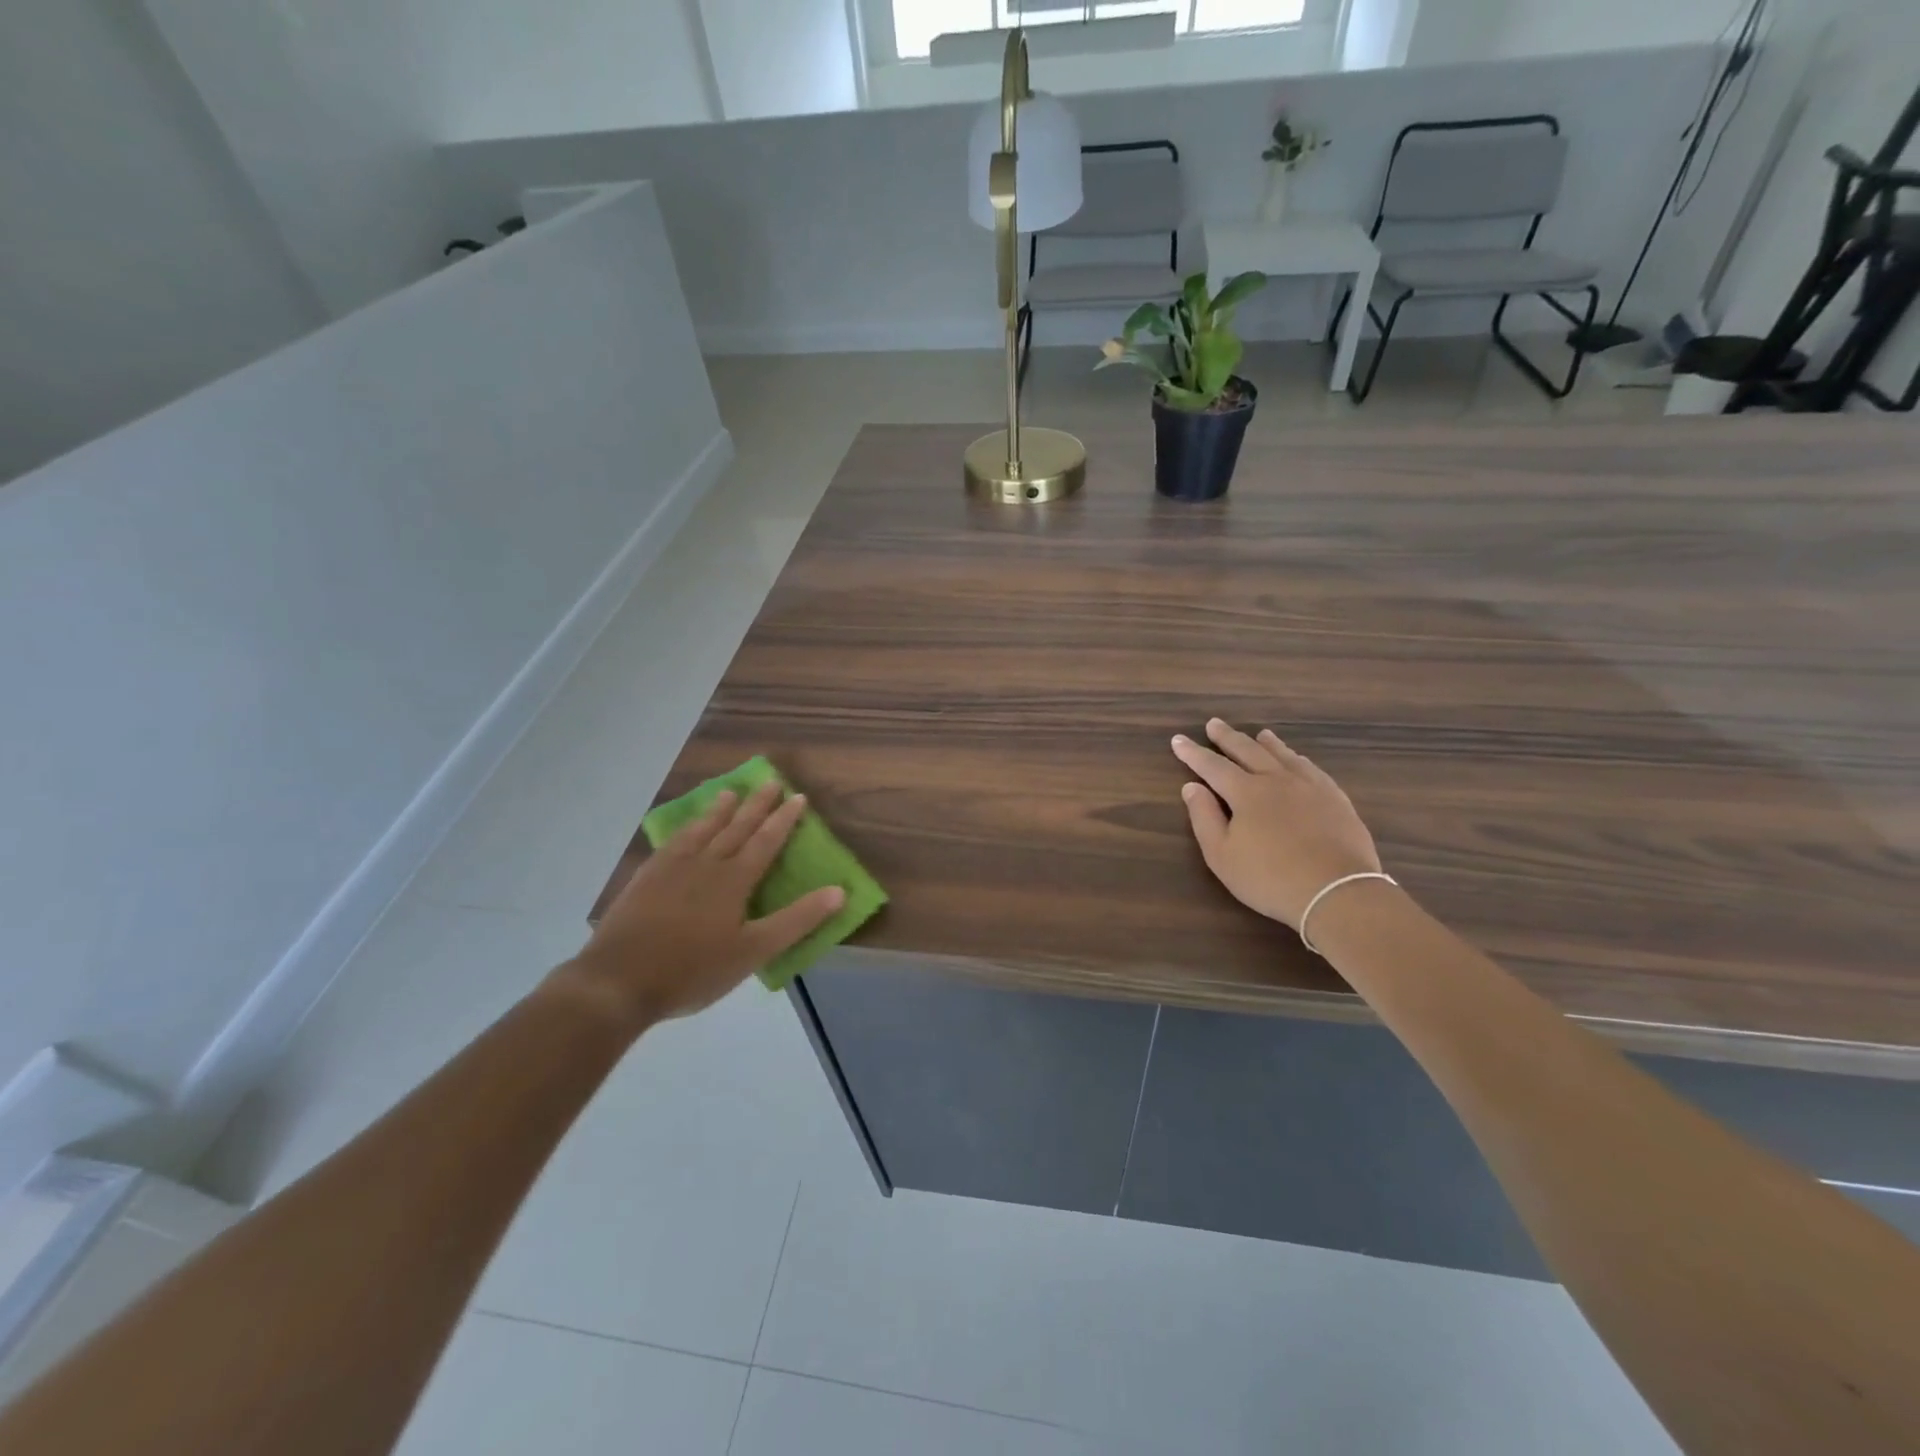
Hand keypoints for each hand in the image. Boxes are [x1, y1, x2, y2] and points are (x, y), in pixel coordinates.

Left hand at [552, 783, 844, 1032]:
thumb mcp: (754, 951)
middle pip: (736, 828)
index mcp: (734, 881)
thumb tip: (839, 891)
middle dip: (756, 805)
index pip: (766, 842)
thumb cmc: (693, 970)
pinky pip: (671, 843)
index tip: (797, 796)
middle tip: (770, 780)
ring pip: (701, 831)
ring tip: (729, 793)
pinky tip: (684, 829)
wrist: (618, 981)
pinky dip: (684, 830)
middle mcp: (705, 864)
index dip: (783, 820)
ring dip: (718, 811)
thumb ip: (797, 920)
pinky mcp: (645, 879)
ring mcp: (671, 869)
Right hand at [1172, 718, 1381, 929]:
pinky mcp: (1336, 799)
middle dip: (1227, 737)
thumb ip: (1204, 818)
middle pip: (1248, 751)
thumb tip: (1191, 786)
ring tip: (1259, 733)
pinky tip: (1298, 760)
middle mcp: (1277, 780)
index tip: (1178, 739)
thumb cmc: (1269, 878)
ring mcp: (1310, 787)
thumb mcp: (1222, 855)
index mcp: (1246, 792)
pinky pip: (1312, 768)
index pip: (1212, 765)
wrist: (1338, 892)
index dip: (1193, 752)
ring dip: (1266, 743)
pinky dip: (1297, 759)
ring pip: (1283, 755)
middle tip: (1214, 723)